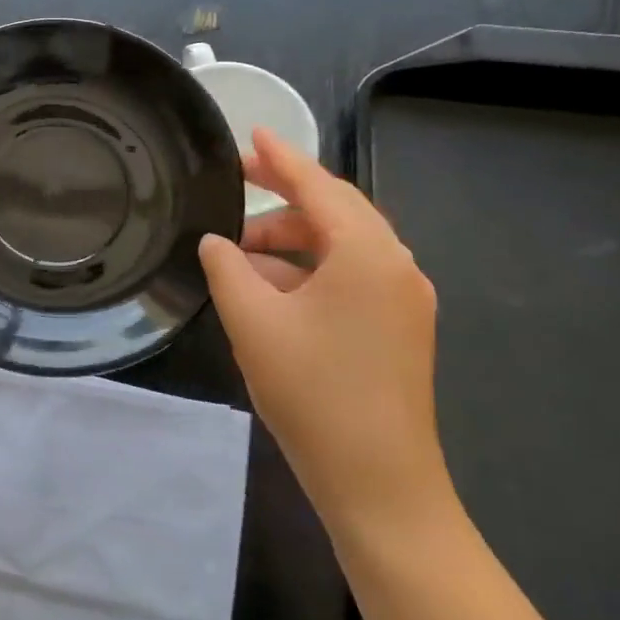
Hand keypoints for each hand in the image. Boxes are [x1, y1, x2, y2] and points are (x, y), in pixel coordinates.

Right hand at [199, 128, 447, 535]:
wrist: (380, 486)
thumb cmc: (314, 394)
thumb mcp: (253, 322)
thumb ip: (227, 268)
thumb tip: (217, 243)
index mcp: (367, 253)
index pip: (318, 186)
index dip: (281, 158)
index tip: (252, 133)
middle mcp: (395, 265)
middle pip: (335, 210)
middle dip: (285, 194)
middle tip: (239, 181)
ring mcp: (403, 299)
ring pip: (342, 245)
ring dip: (292, 239)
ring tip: (239, 250)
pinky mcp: (399, 328)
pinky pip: (351, 276)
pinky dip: (310, 269)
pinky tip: (270, 285)